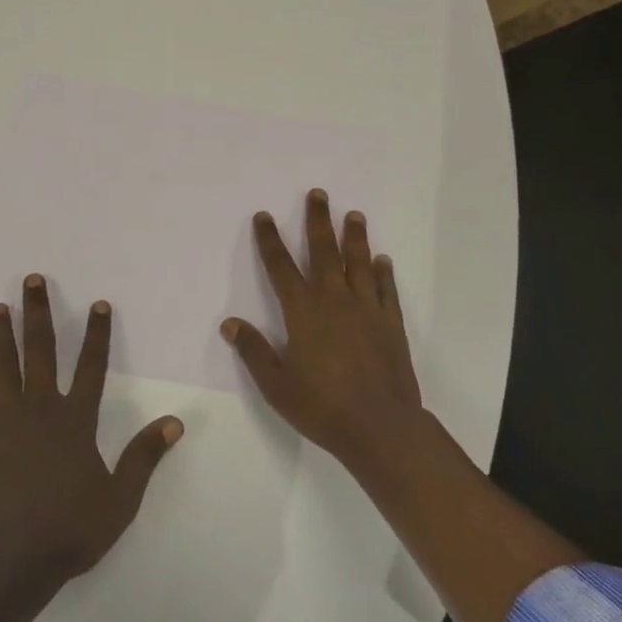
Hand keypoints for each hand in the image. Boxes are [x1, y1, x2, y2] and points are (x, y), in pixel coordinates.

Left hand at [0, 275, 182, 591]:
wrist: (9, 559)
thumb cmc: (68, 530)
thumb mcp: (120, 500)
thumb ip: (145, 457)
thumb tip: (176, 421)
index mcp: (76, 420)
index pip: (91, 366)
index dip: (96, 333)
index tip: (97, 303)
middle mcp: (41, 407)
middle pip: (40, 350)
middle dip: (38, 312)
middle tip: (32, 279)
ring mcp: (5, 418)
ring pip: (4, 364)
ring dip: (1, 333)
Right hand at [221, 189, 421, 470]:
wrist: (381, 428)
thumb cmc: (322, 407)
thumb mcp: (276, 385)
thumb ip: (254, 351)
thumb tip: (230, 323)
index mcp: (303, 312)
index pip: (280, 267)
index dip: (269, 240)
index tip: (263, 216)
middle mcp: (334, 301)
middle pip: (323, 252)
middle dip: (318, 221)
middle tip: (318, 193)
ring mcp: (366, 310)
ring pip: (359, 263)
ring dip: (354, 237)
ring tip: (353, 214)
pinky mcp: (391, 324)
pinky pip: (387, 290)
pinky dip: (384, 273)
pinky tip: (383, 259)